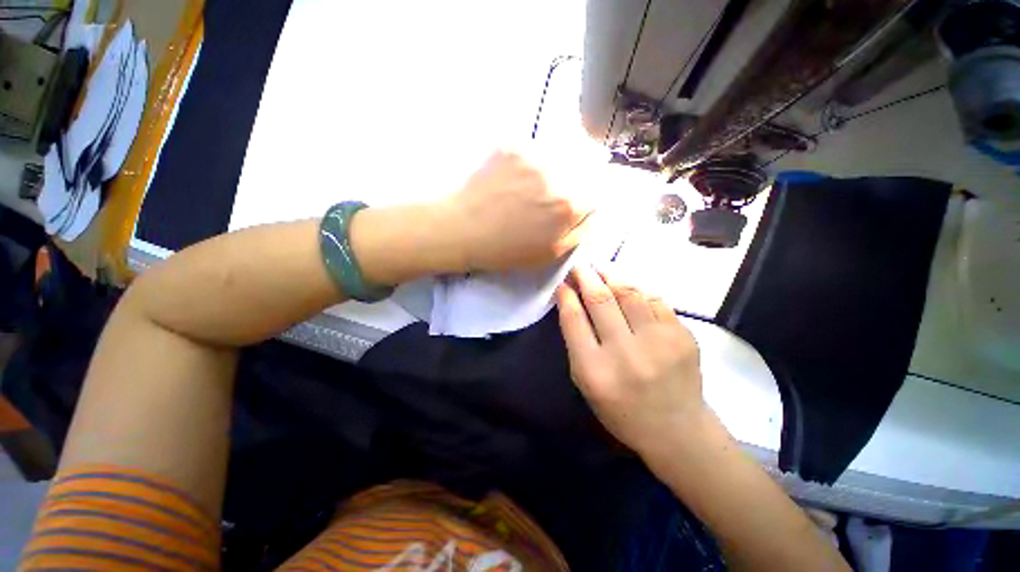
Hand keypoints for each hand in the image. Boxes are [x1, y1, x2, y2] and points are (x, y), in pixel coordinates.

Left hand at [441, 150, 590, 271]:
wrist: (462, 229)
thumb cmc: (506, 249)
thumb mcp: (549, 254)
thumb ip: (580, 231)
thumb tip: (595, 211)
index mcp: (569, 205)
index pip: (600, 190)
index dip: (591, 197)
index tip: (578, 202)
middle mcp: (558, 174)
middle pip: (585, 166)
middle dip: (577, 179)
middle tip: (552, 195)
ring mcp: (534, 154)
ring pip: (561, 153)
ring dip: (555, 166)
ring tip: (531, 186)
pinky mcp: (513, 144)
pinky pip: (535, 148)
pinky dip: (532, 159)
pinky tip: (515, 176)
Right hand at [556, 267, 708, 459]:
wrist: (676, 429)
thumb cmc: (621, 409)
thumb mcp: (586, 382)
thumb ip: (577, 342)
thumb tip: (572, 302)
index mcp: (594, 370)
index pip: (574, 319)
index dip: (566, 294)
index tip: (563, 282)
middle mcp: (625, 353)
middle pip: (600, 300)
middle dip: (586, 276)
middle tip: (580, 265)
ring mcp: (658, 343)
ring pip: (629, 292)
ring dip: (611, 275)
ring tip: (601, 268)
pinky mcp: (682, 336)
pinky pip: (654, 300)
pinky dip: (637, 289)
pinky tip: (628, 287)